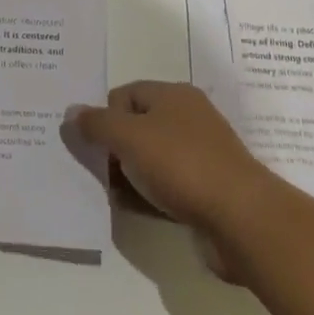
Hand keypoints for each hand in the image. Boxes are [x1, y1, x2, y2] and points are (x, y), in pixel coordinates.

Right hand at [72, 82, 265, 248]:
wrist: (242, 220)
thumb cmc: (182, 165)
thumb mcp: (129, 137)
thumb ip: (96, 123)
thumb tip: (71, 111)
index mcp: (173, 95)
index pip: (125, 94)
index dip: (106, 116)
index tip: (98, 145)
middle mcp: (189, 118)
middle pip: (137, 126)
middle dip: (115, 148)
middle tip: (102, 172)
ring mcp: (201, 155)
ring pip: (151, 159)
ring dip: (131, 175)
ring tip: (118, 195)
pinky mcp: (207, 190)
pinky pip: (168, 186)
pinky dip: (150, 195)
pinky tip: (139, 210)